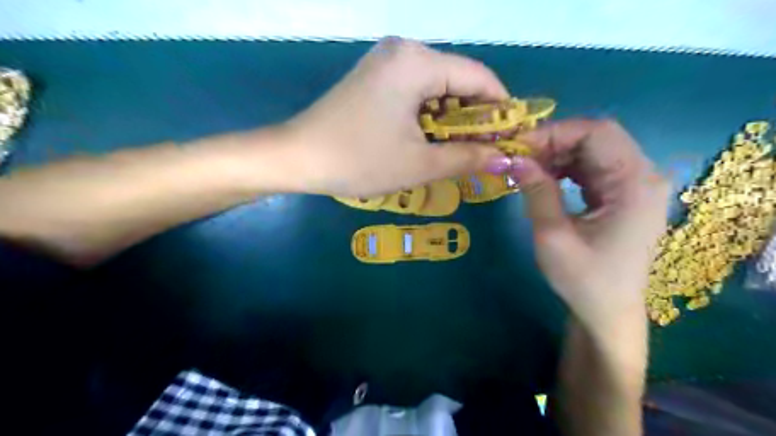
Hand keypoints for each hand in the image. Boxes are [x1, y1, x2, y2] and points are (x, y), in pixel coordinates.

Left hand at [283, 37, 514, 197]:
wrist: (297, 157)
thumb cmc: (359, 160)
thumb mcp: (420, 164)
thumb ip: (467, 158)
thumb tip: (505, 159)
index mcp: (418, 62)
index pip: (479, 78)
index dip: (501, 109)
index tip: (511, 138)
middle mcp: (405, 51)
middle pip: (458, 80)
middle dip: (475, 117)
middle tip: (484, 152)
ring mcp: (386, 62)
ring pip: (437, 88)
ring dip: (452, 120)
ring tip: (458, 152)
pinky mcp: (375, 77)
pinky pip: (416, 91)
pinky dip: (430, 115)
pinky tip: (430, 140)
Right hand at [514, 121, 666, 334]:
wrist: (608, 313)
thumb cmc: (584, 281)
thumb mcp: (553, 237)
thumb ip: (536, 192)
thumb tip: (514, 159)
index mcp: (635, 185)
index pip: (597, 133)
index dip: (554, 133)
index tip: (518, 147)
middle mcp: (643, 177)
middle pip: (597, 137)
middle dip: (553, 142)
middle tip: (518, 157)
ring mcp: (635, 185)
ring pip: (593, 150)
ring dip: (557, 154)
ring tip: (526, 168)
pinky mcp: (623, 195)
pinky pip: (592, 167)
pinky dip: (565, 167)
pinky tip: (544, 178)